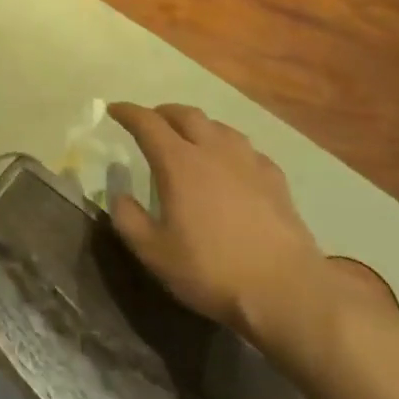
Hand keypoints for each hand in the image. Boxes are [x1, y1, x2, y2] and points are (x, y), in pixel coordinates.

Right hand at [106, 103, 329, 354]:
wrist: (285, 290)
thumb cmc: (210, 270)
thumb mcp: (153, 252)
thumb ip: (128, 219)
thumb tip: (119, 195)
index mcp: (179, 163)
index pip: (148, 123)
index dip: (128, 113)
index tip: (114, 109)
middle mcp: (213, 151)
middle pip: (186, 114)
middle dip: (163, 112)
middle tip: (150, 122)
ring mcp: (249, 162)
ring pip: (219, 126)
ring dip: (197, 125)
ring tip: (188, 138)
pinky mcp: (275, 179)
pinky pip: (246, 149)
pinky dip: (228, 147)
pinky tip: (230, 164)